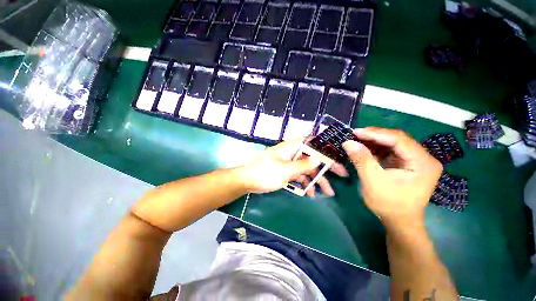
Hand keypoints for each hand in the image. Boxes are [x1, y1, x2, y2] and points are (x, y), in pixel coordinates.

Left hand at [238, 138, 348, 196]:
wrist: (248, 181)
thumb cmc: (265, 173)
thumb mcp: (285, 170)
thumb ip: (302, 165)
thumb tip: (319, 159)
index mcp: (291, 147)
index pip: (312, 141)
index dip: (325, 145)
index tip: (338, 152)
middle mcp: (292, 153)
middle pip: (313, 157)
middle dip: (327, 166)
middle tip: (342, 174)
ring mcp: (290, 163)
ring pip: (308, 169)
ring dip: (318, 179)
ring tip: (328, 192)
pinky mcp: (287, 172)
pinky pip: (300, 176)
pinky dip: (306, 183)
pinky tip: (311, 193)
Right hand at [343, 128, 442, 224]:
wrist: (399, 222)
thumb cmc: (389, 204)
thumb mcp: (373, 181)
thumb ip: (362, 160)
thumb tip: (348, 142)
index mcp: (423, 162)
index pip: (398, 139)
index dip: (375, 134)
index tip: (355, 132)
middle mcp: (423, 158)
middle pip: (397, 139)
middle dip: (374, 136)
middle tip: (354, 135)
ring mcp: (415, 161)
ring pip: (392, 144)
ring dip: (373, 142)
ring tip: (356, 140)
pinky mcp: (406, 164)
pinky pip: (390, 151)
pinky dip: (375, 149)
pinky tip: (364, 148)